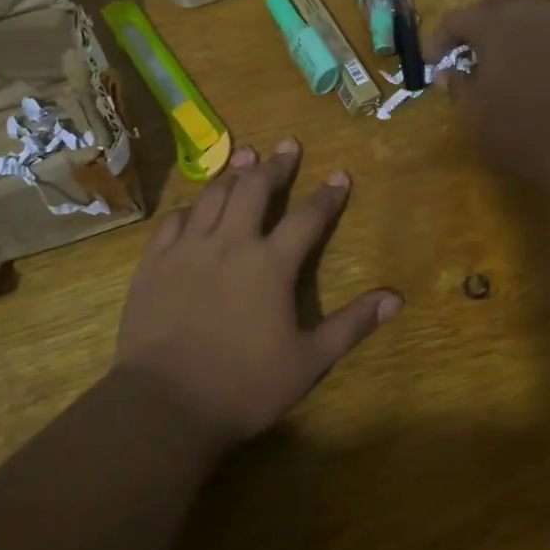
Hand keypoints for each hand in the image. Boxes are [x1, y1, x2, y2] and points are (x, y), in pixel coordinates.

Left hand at [112, 139, 400, 448]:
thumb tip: (395, 298)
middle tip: (287, 146)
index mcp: (271, 265)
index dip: (328, 195)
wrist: (165, 403)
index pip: (308, 218)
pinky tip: (195, 206)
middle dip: (276, 165)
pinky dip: (190, 207)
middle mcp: (230, 244)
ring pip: (213, 196)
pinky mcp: (154, 264)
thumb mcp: (309, 360)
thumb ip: (351, 325)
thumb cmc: (244, 385)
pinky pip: (173, 221)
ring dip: (234, 173)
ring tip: (246, 155)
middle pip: (255, 189)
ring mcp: (188, 250)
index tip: (340, 174)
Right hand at [431, 0, 549, 184]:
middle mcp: (529, 13)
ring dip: (508, 32)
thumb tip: (450, 74)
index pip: (456, 19)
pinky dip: (533, 46)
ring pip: (528, 14)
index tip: (433, 65)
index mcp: (494, 23)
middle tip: (468, 52)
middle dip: (477, 22)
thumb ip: (458, 88)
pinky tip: (532, 77)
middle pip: (497, 1)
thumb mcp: (475, 114)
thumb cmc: (523, 128)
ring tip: (500, 66)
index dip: (438, 40)